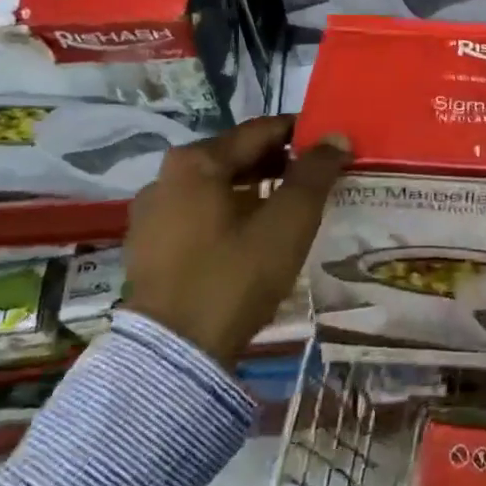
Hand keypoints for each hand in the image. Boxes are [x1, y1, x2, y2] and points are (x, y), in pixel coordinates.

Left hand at [122, 116, 350, 368]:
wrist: (174, 355)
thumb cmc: (234, 276)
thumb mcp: (288, 222)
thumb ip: (315, 174)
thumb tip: (336, 137)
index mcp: (196, 161)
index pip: (262, 130)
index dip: (302, 133)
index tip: (333, 145)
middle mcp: (166, 177)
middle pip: (237, 157)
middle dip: (281, 163)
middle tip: (319, 178)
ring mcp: (151, 214)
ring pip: (218, 188)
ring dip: (256, 190)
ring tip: (292, 208)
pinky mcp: (149, 248)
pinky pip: (200, 216)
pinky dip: (231, 215)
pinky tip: (254, 237)